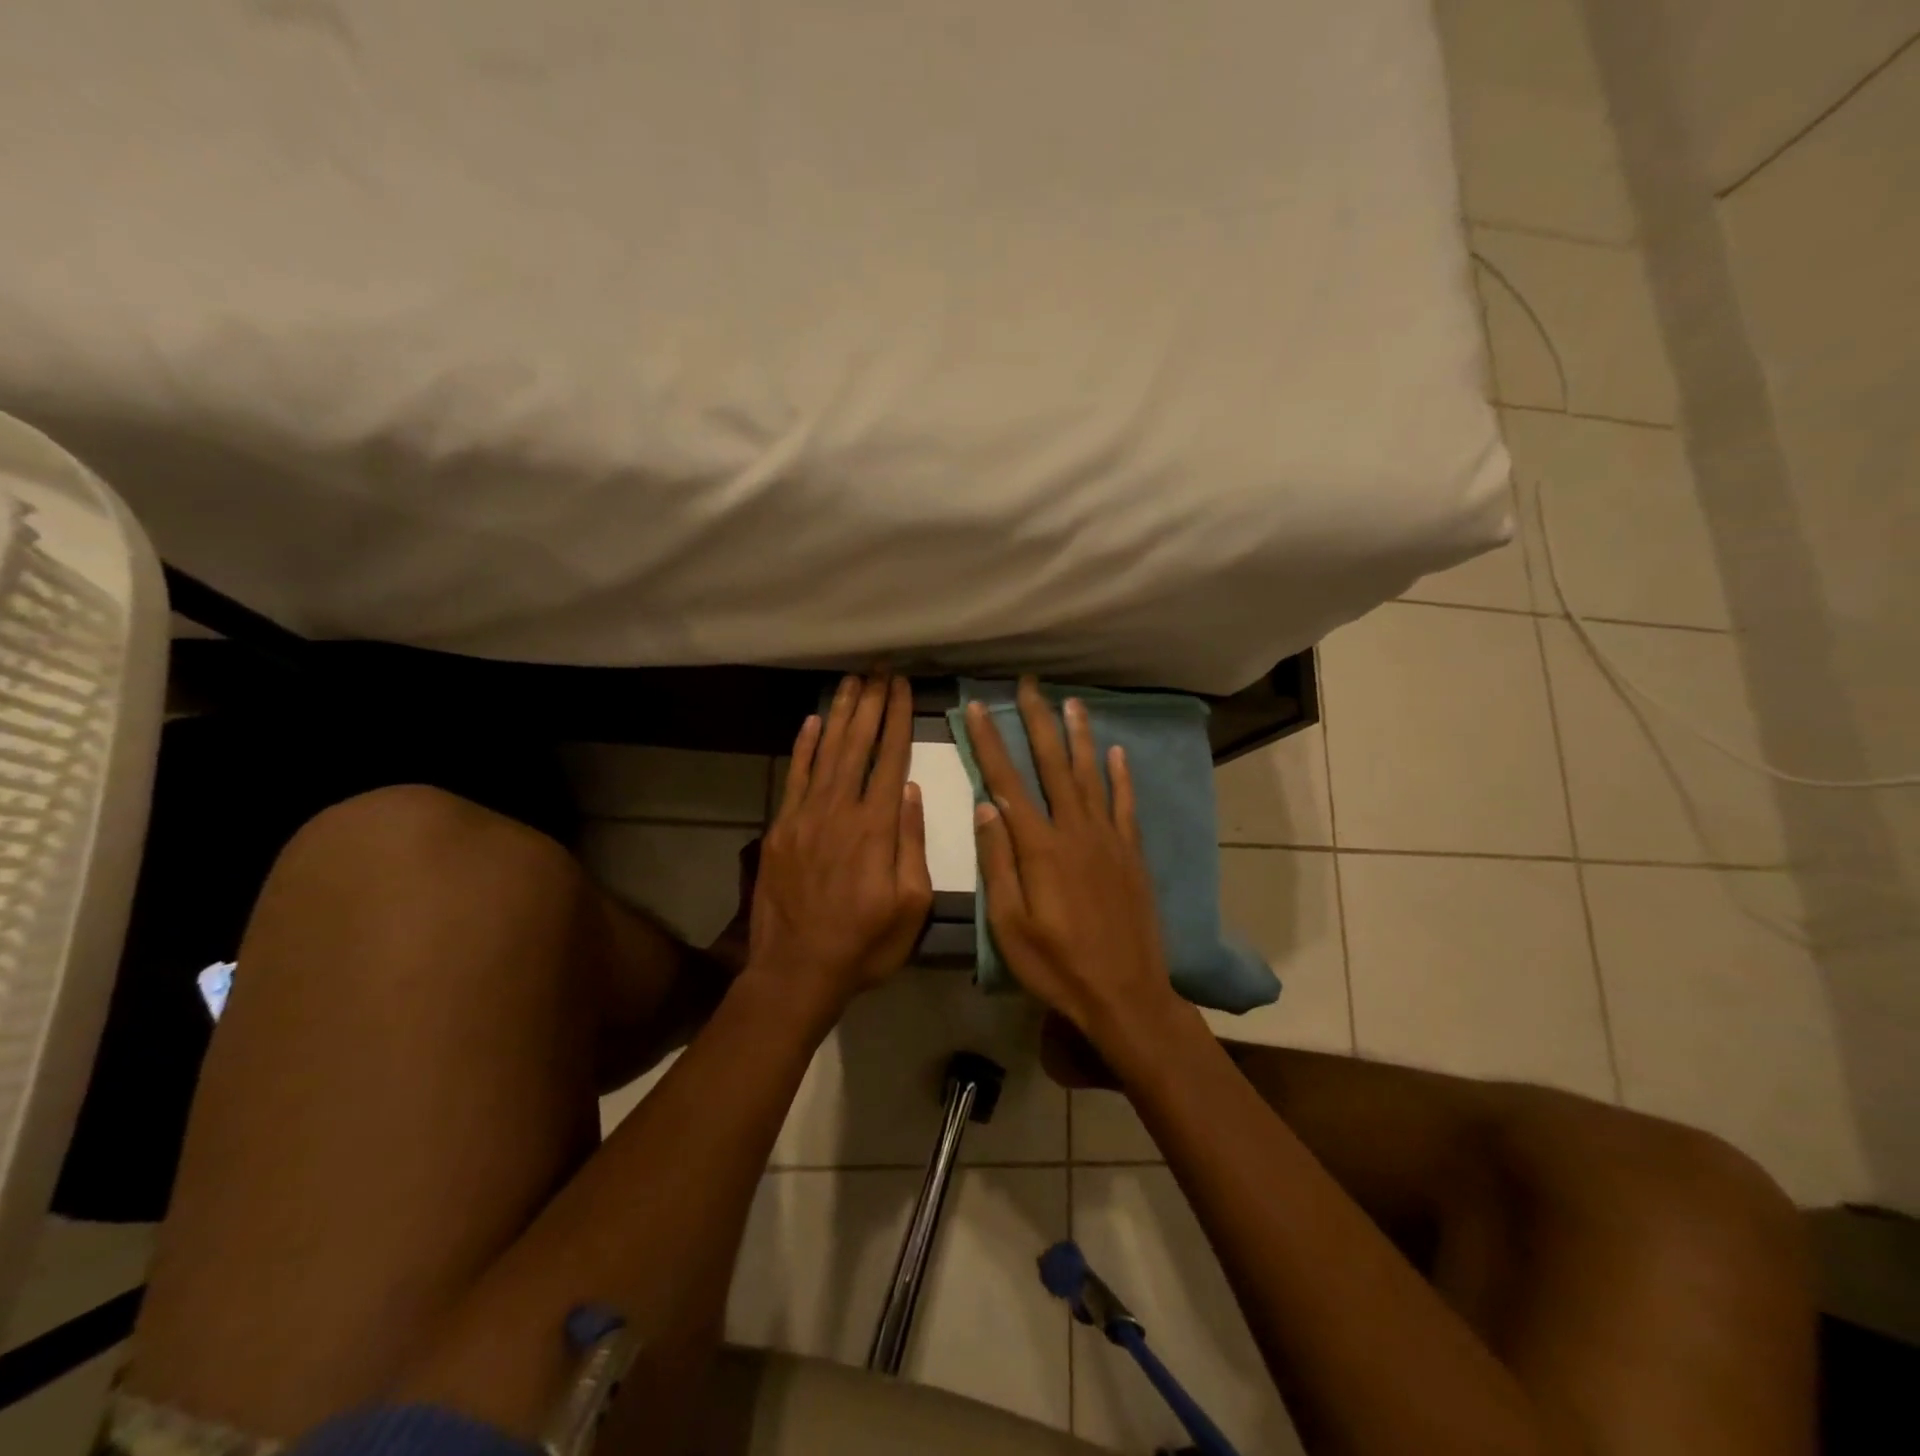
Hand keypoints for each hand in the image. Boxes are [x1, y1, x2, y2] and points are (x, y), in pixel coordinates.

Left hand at [745, 671, 932, 1013]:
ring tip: (852, 681)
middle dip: (871, 703)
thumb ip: (912, 844)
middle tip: (879, 670)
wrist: (797, 970)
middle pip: (857, 745)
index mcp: (876, 828)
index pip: (891, 759)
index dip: (898, 719)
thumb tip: (912, 791)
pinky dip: (803, 747)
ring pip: (826, 752)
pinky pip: (794, 777)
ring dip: (840, 714)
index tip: (904, 687)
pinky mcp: (781, 828)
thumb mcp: (911, 905)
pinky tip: (812, 722)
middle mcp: (840, 810)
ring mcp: (805, 817)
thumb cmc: (865, 944)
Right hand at [966, 679, 1183, 1043]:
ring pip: (1091, 774)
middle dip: (1037, 722)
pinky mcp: (1132, 854)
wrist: (1125, 994)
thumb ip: (998, 863)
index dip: (990, 742)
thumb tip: (985, 807)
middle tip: (1028, 685)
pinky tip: (1116, 751)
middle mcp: (1075, 831)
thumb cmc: (1057, 966)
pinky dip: (1120, 775)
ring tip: (1071, 702)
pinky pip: (1125, 804)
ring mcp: (1108, 839)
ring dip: (1079, 736)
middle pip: (1052, 765)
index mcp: (1040, 848)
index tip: (978, 707)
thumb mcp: (1010, 926)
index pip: (1007, 782)